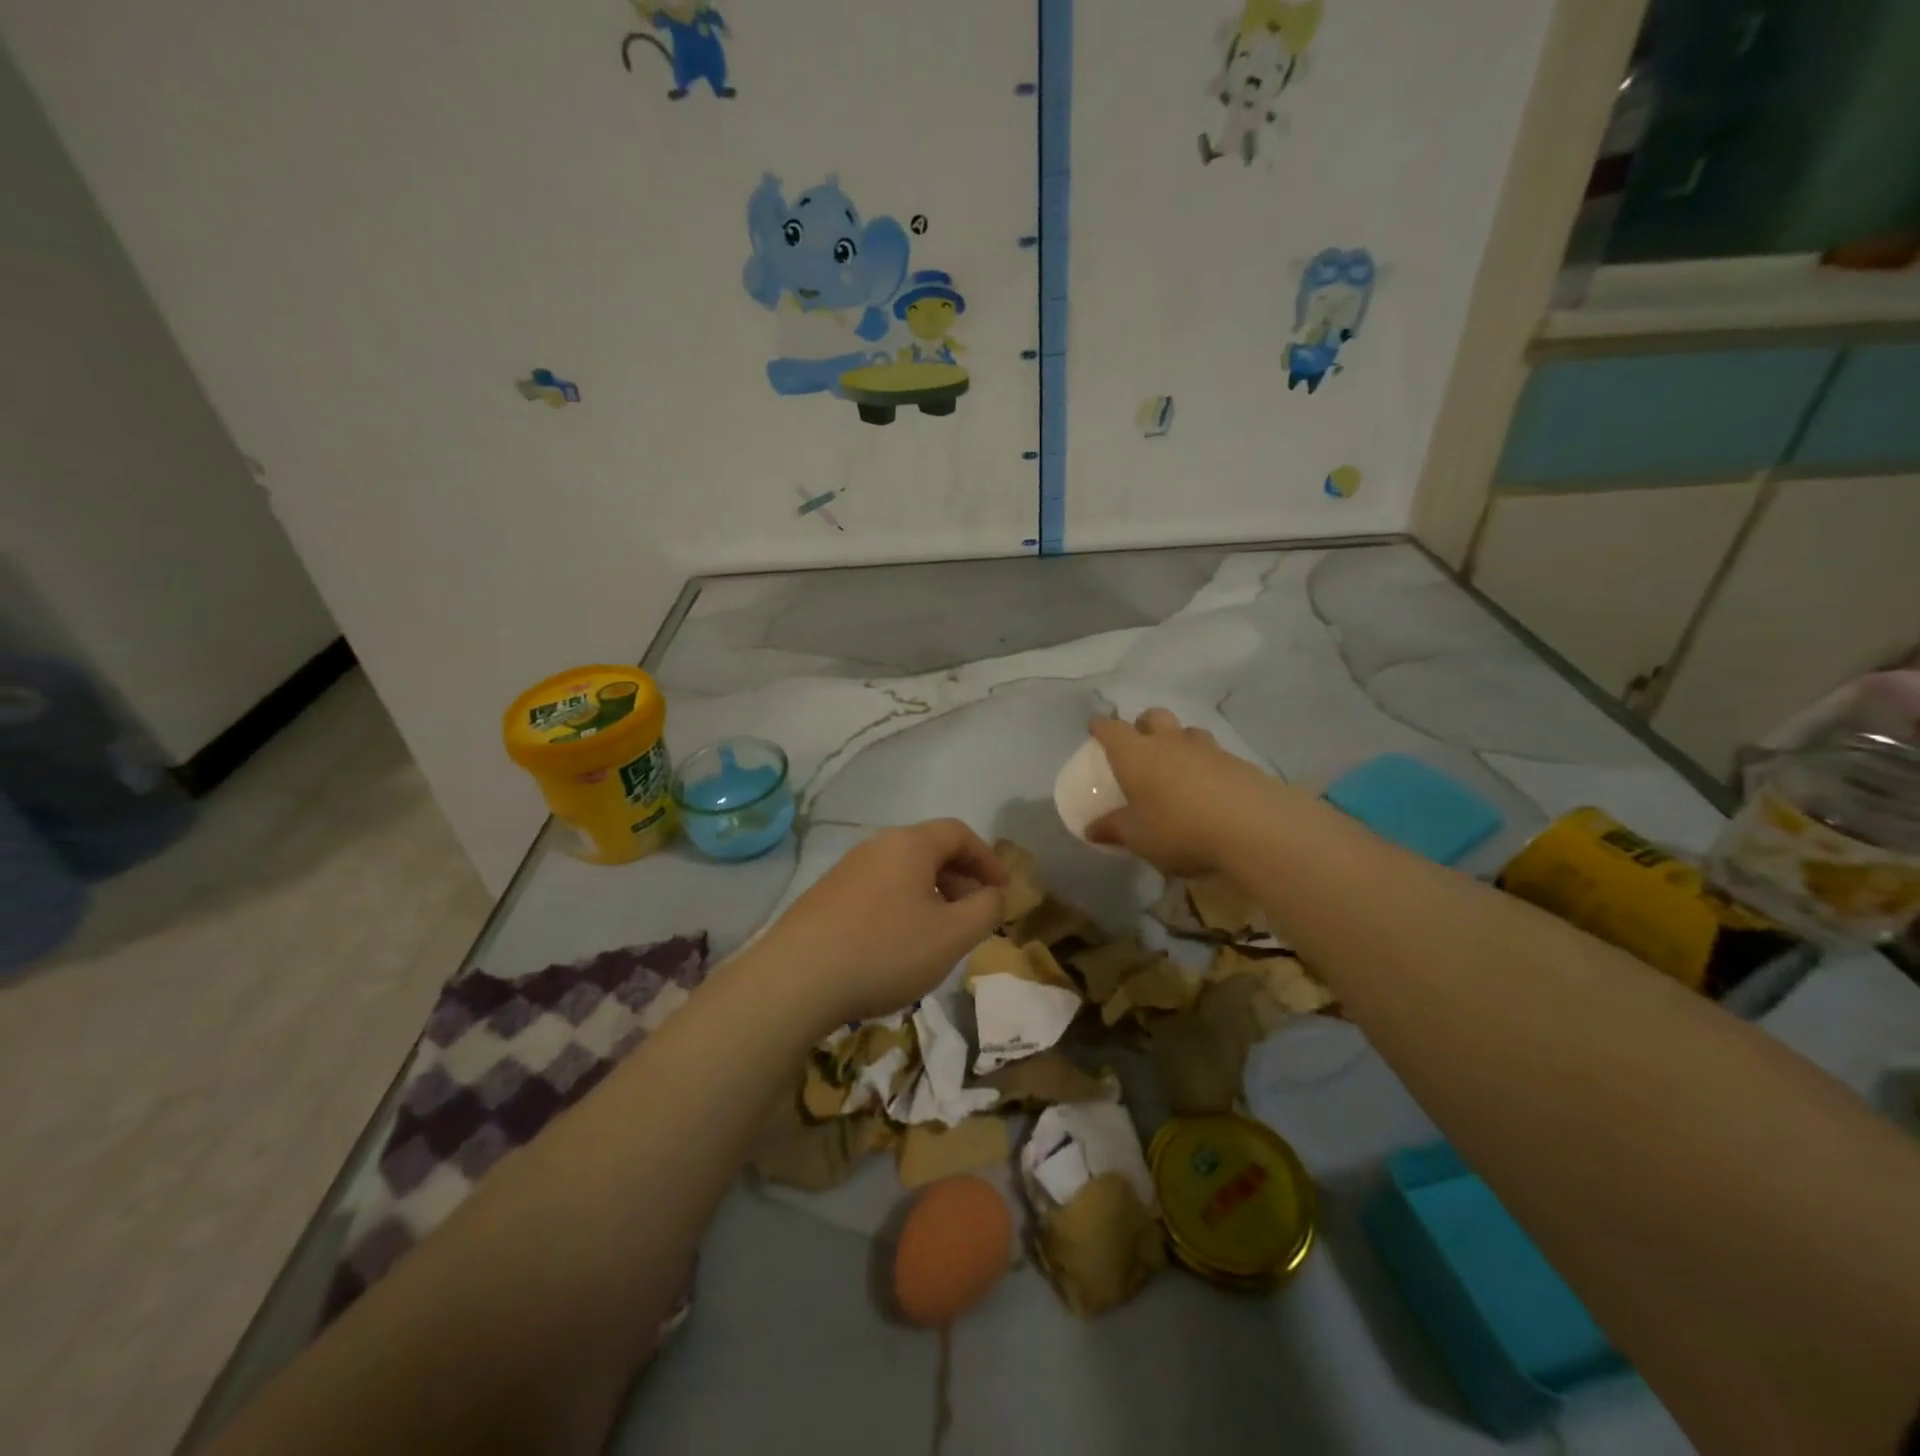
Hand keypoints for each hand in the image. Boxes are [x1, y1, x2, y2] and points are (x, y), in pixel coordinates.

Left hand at [760, 819, 1007, 1027]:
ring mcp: (846, 870)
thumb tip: (995, 894)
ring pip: (902, 872)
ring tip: (940, 933)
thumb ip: (986, 910)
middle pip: (929, 849)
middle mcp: (876, 846)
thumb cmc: (886, 950)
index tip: (1003, 891)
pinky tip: (898, 945)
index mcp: (909, 844)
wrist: (795, 980)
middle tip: (976, 913)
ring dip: (931, 895)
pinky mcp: (825, 897)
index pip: (959, 833)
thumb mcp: (952, 935)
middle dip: (961, 878)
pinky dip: (901, 907)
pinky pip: (877, 890)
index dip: (988, 858)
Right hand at [1086, 709, 1287, 877]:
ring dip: (1178, 740)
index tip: (1095, 726)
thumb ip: (1114, 829)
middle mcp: (1169, 742)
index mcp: (1136, 754)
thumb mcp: (1138, 837)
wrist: (1253, 827)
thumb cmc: (1179, 828)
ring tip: (1177, 763)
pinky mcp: (1238, 763)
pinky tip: (1209, 786)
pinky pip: (1215, 754)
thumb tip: (1092, 830)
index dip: (1101, 726)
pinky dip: (1206, 763)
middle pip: (1153, 717)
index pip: (1111, 729)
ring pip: (1187, 731)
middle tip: (1139, 742)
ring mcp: (1207, 749)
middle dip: (1143, 724)